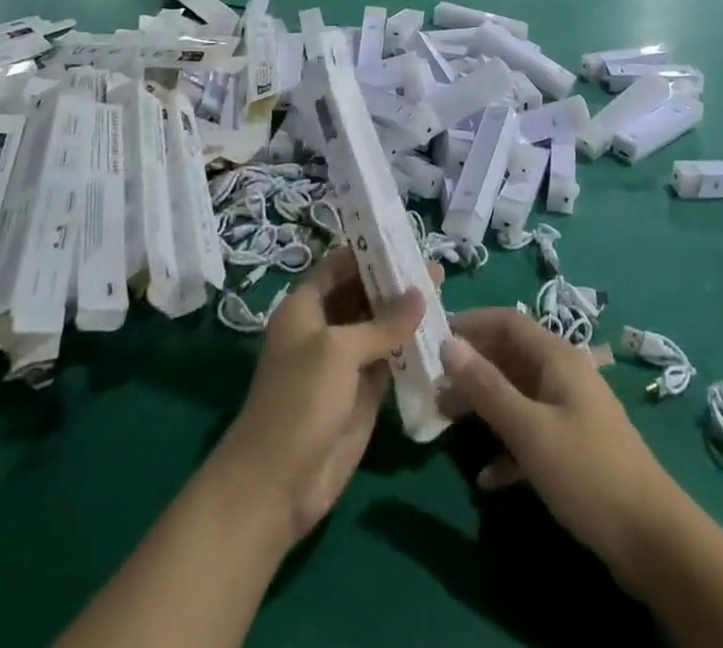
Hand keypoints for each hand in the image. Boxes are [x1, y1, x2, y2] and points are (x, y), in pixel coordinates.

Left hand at [212, 248, 427, 543]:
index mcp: (305, 307)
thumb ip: (382, 323)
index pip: (339, 266)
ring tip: (444, 294)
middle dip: (394, 282)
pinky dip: (411, 349)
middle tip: (434, 268)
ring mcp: (344, 363)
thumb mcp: (339, 351)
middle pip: (362, 294)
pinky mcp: (362, 394)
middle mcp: (324, 328)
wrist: (278, 483)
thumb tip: (420, 292)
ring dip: (406, 315)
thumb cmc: (299, 400)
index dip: (367, 252)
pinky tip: (439, 336)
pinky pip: (390, 361)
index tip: (403, 239)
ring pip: (379, 328)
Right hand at [442, 308, 680, 586]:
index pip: (506, 321)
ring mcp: (570, 410)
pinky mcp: (574, 447)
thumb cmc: (587, 471)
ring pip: (517, 394)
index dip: (470, 324)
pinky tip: (487, 478)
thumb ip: (486, 386)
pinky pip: (531, 432)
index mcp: (556, 357)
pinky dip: (507, 446)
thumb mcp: (529, 430)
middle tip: (433, 385)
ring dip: (484, 405)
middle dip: (472, 368)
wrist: (654, 540)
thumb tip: (447, 344)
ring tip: (447, 422)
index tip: (433, 337)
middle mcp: (563, 374)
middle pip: (509, 356)